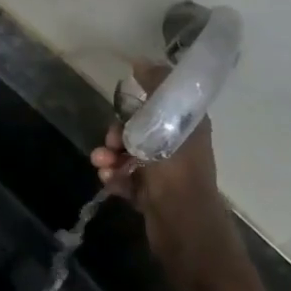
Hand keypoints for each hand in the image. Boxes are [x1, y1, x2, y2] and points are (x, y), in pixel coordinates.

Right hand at [92, 63, 242, 290]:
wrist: (183, 229)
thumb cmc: (178, 172)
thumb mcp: (167, 124)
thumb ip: (156, 91)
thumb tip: (142, 61)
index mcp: (188, 127)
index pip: (161, 103)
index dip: (140, 101)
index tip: (123, 102)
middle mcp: (176, 146)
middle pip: (138, 129)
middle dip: (118, 133)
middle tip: (111, 142)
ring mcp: (162, 172)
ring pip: (128, 155)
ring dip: (111, 156)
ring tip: (102, 164)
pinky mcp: (150, 194)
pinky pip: (126, 178)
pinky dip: (115, 176)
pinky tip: (108, 180)